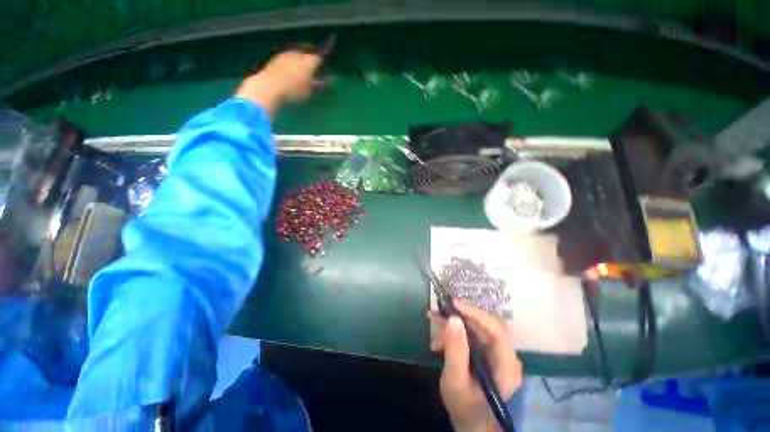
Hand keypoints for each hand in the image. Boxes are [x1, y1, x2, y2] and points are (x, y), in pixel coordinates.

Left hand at [235, 50, 323, 115]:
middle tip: (310, 69)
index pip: (317, 58)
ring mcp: (285, 55)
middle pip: (305, 54)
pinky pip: (286, 59)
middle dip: (308, 60)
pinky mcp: (275, 59)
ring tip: (298, 71)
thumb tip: (319, 82)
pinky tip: (288, 73)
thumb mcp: (308, 92)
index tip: (321, 68)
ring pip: (295, 55)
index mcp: (308, 62)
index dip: (320, 63)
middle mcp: (297, 54)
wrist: (269, 87)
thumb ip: (315, 85)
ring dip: (297, 61)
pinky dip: (289, 64)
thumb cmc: (293, 91)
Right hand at [429, 301, 522, 431]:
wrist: (470, 423)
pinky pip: (470, 336)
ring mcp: (496, 354)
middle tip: (440, 311)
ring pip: (475, 329)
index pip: (496, 329)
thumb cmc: (465, 406)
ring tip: (434, 327)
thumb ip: (456, 350)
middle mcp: (505, 355)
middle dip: (460, 317)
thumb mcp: (456, 380)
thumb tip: (453, 318)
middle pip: (485, 326)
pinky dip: (453, 334)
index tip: (454, 304)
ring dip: (454, 326)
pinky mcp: (486, 354)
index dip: (475, 313)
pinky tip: (437, 341)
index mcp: (506, 364)